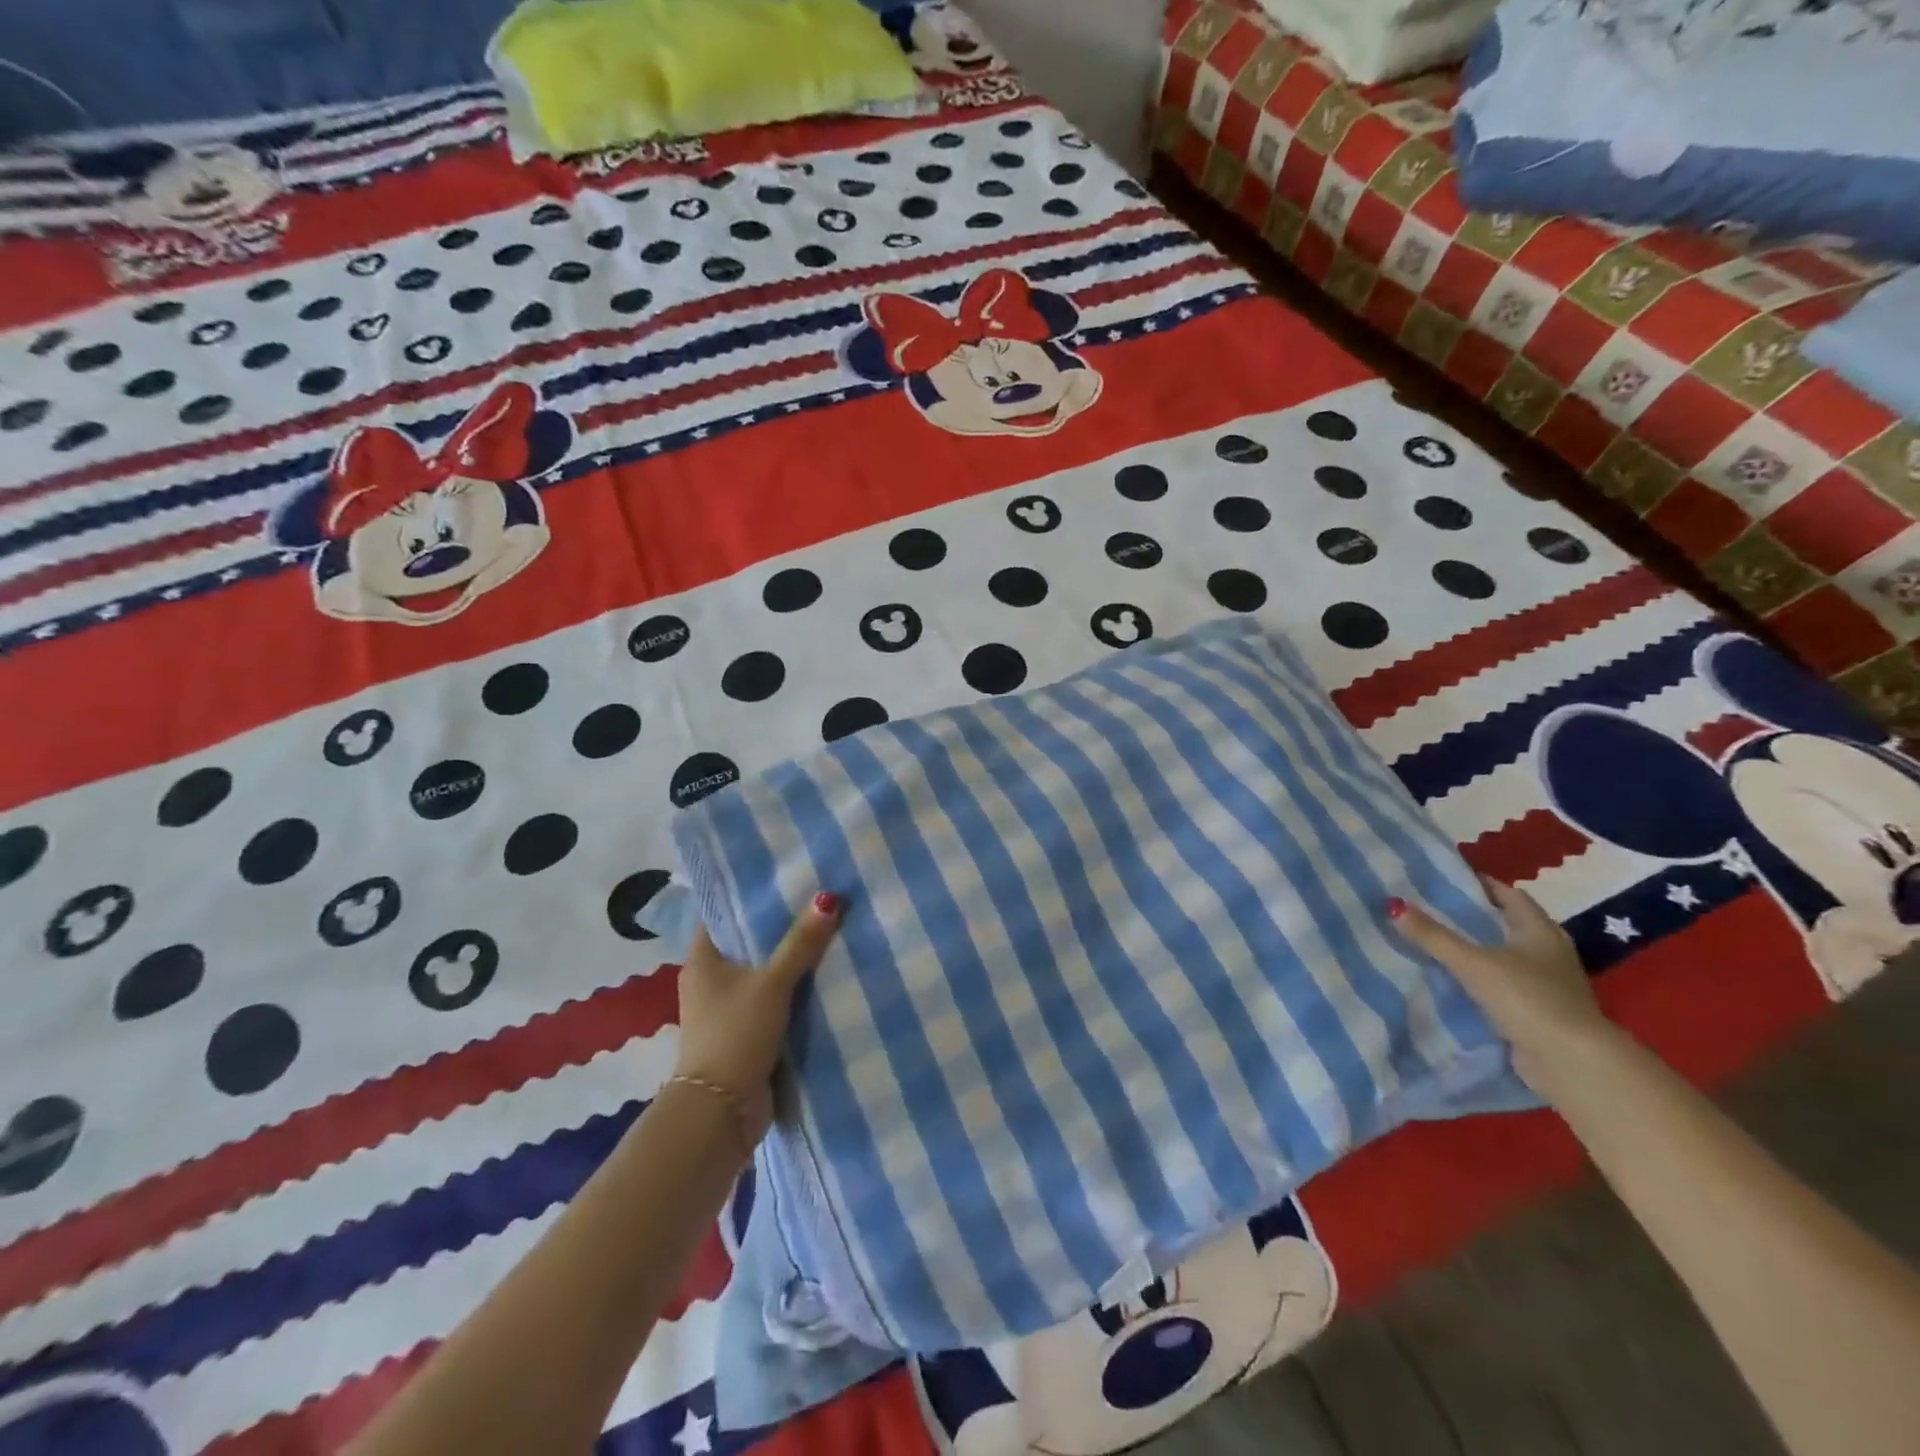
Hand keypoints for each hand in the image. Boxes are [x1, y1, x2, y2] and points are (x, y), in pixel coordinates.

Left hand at [673, 893, 842, 1147]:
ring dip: (790, 958)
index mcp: (702, 959)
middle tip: (818, 896)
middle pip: (747, 941)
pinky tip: (825, 973)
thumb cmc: (735, 1035)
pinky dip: (794, 989)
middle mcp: (711, 979)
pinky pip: (774, 999)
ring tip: (829, 927)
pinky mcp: (747, 1031)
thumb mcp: (772, 984)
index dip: (749, 893)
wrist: (722, 1113)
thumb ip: (801, 944)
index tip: (783, 874)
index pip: (722, 912)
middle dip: (779, 924)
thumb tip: (830, 898)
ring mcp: (728, 1007)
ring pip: (763, 971)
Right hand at [1390, 878, 1608, 1090]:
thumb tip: (1393, 905)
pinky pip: (1502, 983)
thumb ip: (1433, 936)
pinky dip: (1479, 978)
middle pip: (1506, 923)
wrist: (1570, 1061)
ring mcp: (1547, 983)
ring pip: (1503, 955)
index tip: (1444, 876)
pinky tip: (1451, 979)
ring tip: (1434, 940)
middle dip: (1472, 915)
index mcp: (1539, 930)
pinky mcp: (1538, 1010)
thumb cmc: (1526, 997)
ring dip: (1475, 949)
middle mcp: (1548, 952)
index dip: (1479, 883)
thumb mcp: (1472, 962)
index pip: (1508, 894)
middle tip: (1430, 906)